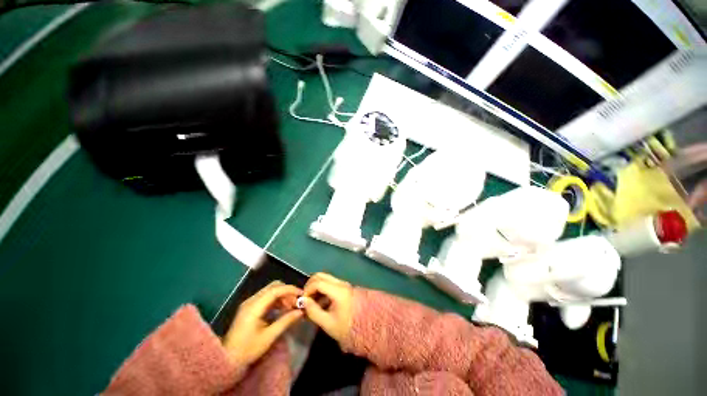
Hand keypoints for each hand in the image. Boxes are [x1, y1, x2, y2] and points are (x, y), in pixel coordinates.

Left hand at [223, 281, 302, 366]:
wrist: (226, 360)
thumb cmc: (247, 350)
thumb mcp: (269, 337)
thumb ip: (285, 321)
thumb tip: (301, 311)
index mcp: (254, 306)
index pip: (275, 290)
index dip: (290, 289)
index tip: (302, 294)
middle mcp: (251, 300)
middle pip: (273, 287)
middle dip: (287, 291)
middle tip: (296, 302)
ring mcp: (250, 303)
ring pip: (270, 291)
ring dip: (282, 295)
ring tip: (291, 307)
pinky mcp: (250, 307)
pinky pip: (266, 297)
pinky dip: (277, 300)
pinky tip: (282, 309)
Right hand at [301, 273, 352, 344]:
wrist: (365, 328)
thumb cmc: (346, 328)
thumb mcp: (328, 323)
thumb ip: (314, 311)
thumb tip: (303, 301)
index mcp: (338, 291)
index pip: (318, 282)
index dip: (307, 290)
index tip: (303, 301)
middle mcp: (341, 283)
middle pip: (321, 276)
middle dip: (310, 285)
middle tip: (305, 299)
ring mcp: (343, 284)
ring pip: (325, 278)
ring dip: (315, 287)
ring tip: (311, 303)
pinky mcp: (343, 287)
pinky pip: (329, 283)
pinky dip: (321, 289)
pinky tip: (319, 303)